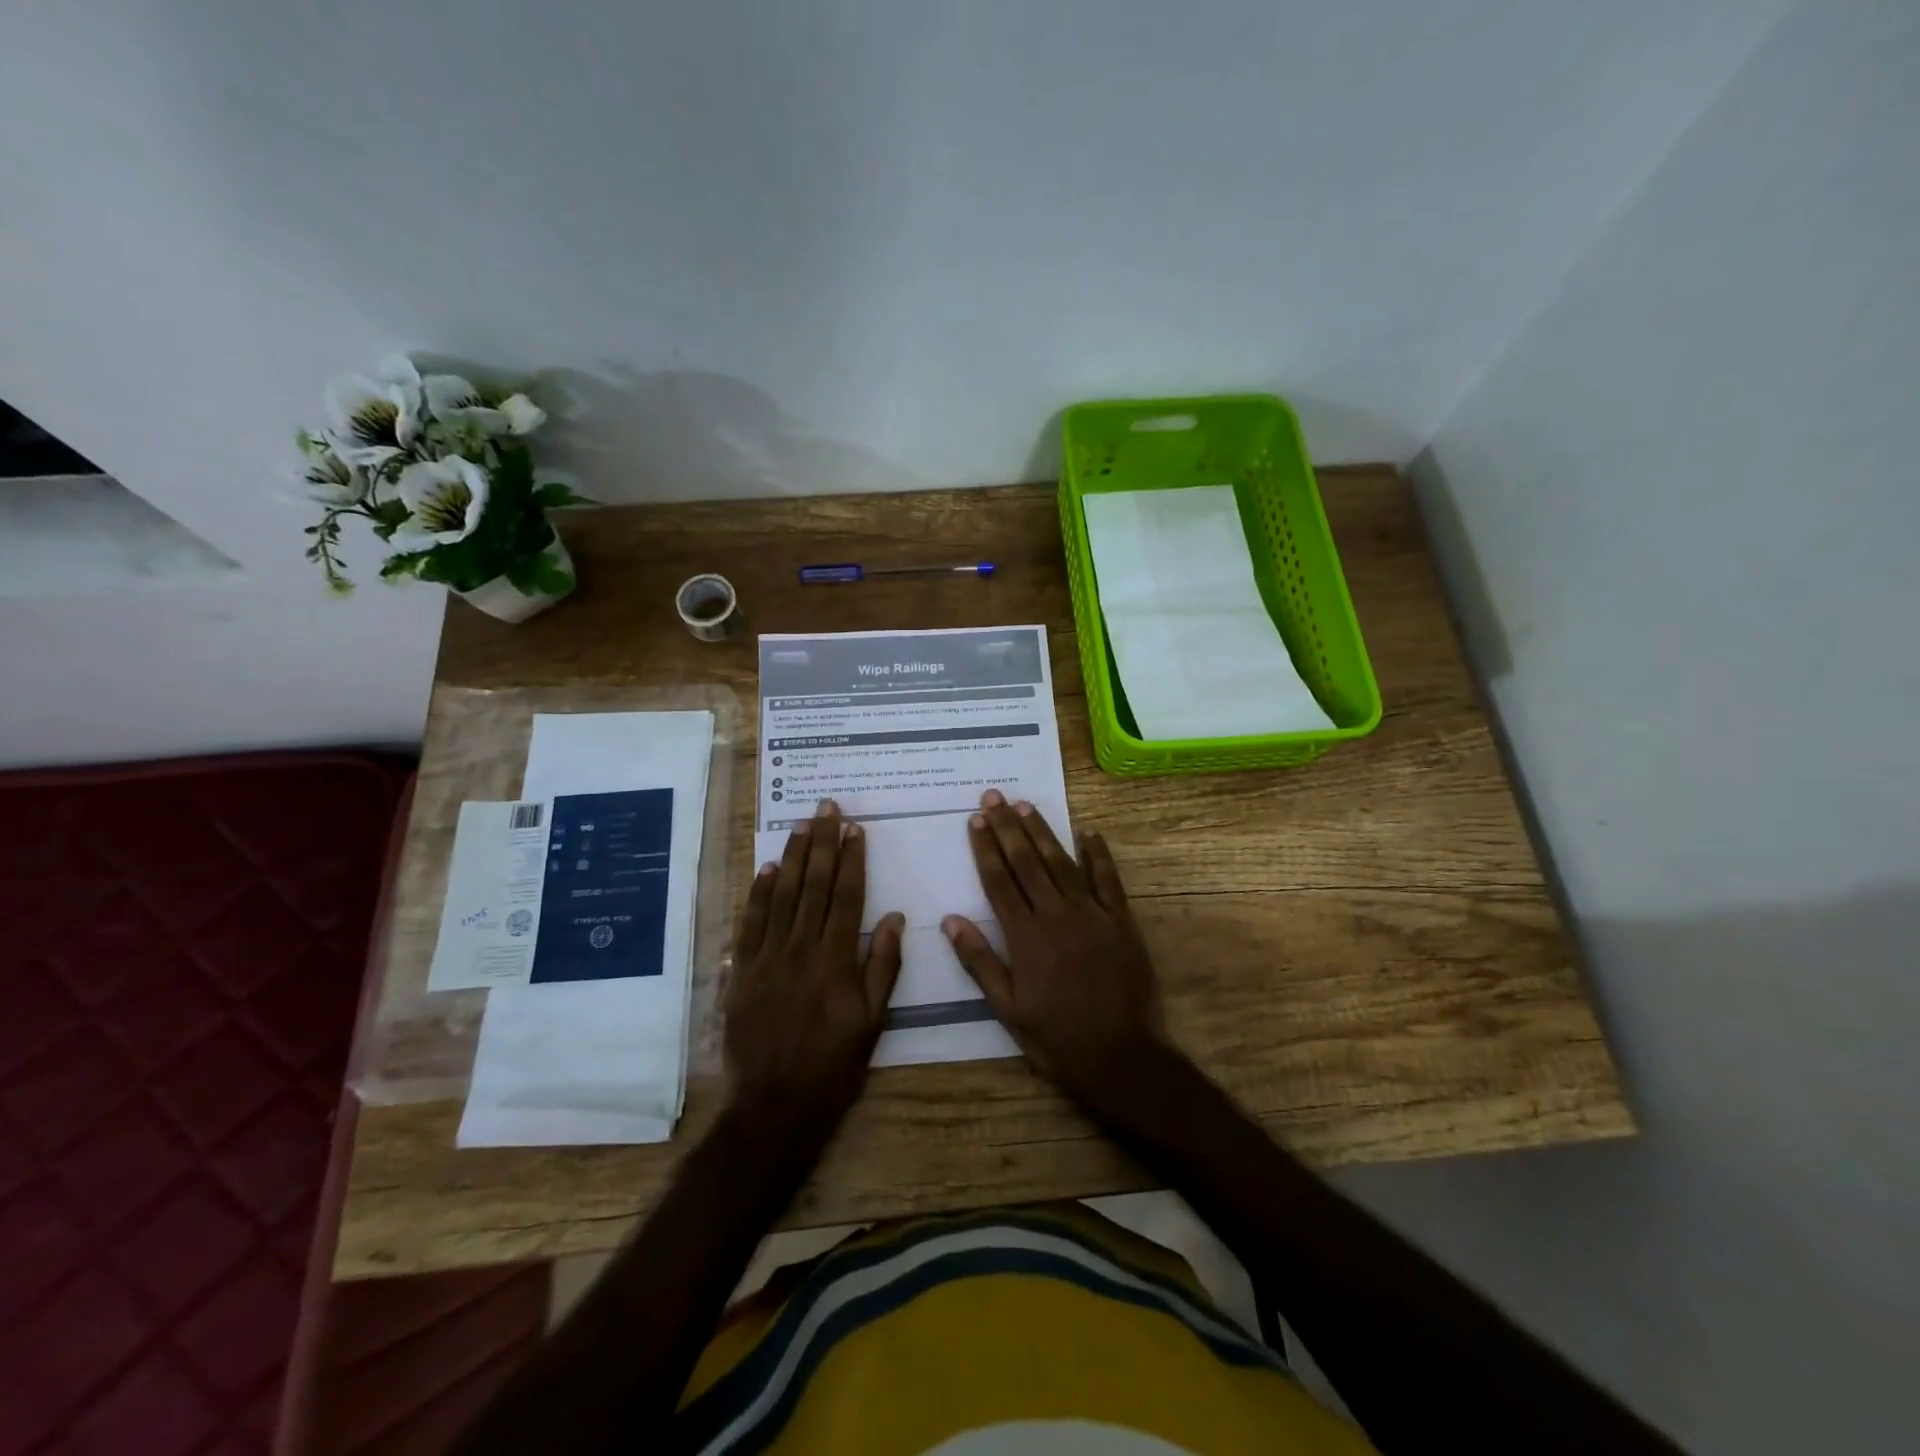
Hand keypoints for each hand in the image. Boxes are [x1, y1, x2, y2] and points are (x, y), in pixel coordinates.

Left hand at [726, 800, 903, 1133]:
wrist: (776, 1104)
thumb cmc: (834, 1064)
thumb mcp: (873, 1021)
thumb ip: (883, 965)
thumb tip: (892, 916)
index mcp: (836, 959)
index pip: (846, 896)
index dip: (851, 859)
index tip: (854, 828)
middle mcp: (801, 949)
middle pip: (813, 886)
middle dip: (822, 843)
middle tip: (826, 808)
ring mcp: (767, 958)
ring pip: (781, 896)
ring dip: (792, 857)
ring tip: (801, 825)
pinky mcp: (742, 972)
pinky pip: (750, 923)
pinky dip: (758, 893)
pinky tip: (766, 868)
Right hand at [943, 789, 1169, 1119]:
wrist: (1121, 1057)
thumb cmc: (1057, 1037)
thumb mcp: (1008, 1009)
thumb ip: (980, 961)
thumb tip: (951, 920)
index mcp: (1026, 936)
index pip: (999, 881)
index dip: (986, 848)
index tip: (975, 819)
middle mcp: (1057, 915)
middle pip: (1027, 862)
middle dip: (1007, 828)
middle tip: (993, 796)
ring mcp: (1092, 914)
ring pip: (1062, 863)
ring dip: (1043, 832)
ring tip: (1025, 806)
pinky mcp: (1121, 921)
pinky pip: (1108, 880)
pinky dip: (1098, 855)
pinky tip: (1088, 833)